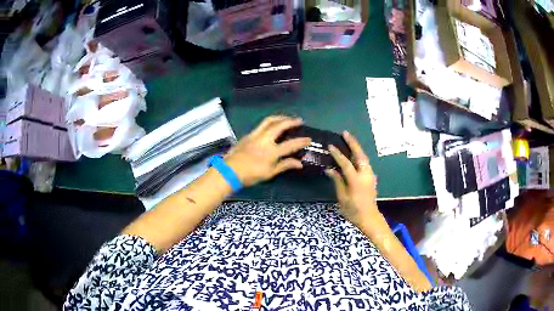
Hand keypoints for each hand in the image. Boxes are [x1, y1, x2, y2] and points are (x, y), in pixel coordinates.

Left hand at [224, 116, 310, 186]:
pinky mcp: (248, 135)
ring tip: (286, 118)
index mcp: (272, 151)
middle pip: (280, 125)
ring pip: (269, 121)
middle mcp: (265, 139)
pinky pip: (261, 125)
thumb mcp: (270, 173)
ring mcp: (255, 135)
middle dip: (291, 121)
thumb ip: (285, 165)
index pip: (291, 144)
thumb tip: (300, 163)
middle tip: (298, 120)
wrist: (230, 171)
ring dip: (279, 117)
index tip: (309, 139)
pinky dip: (269, 123)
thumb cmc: (251, 175)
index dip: (301, 141)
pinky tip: (271, 126)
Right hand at [326, 131, 378, 227]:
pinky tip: (354, 154)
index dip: (337, 154)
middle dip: (352, 143)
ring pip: (364, 157)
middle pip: (359, 155)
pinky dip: (359, 155)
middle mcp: (365, 174)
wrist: (369, 217)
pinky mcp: (371, 177)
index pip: (346, 163)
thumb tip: (329, 169)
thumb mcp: (342, 197)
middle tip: (345, 133)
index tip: (330, 146)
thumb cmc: (353, 210)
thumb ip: (337, 181)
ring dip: (356, 148)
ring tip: (349, 140)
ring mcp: (370, 175)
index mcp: (356, 180)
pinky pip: (365, 162)